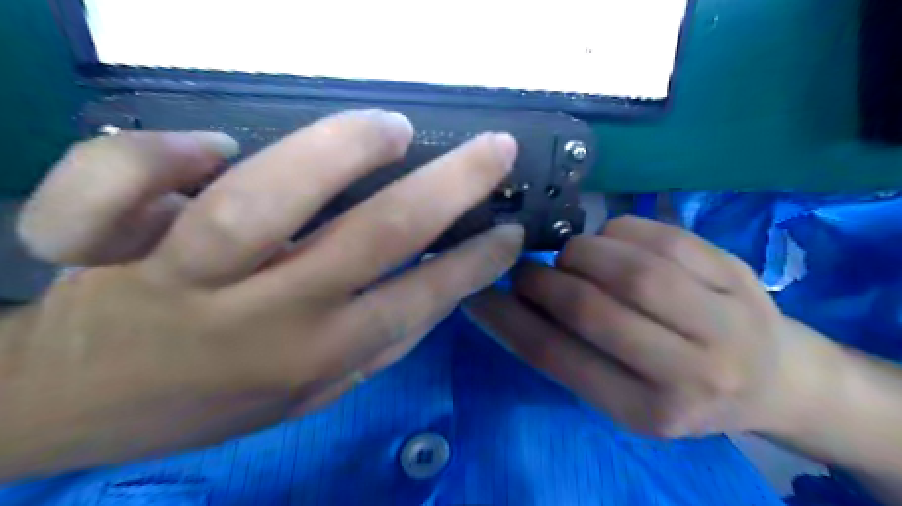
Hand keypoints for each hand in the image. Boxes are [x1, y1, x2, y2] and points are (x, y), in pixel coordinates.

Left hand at [0, 110, 520, 478]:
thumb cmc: (216, 399)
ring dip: (339, 150)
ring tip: (390, 128)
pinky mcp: (110, 247)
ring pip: (265, 201)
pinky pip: (120, 185)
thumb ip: (376, 346)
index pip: (421, 300)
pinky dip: (162, 152)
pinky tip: (211, 144)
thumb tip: (439, 295)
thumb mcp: (313, 394)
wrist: (87, 409)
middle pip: (373, 237)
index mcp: (321, 354)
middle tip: (493, 148)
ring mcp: (188, 278)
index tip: (511, 230)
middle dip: (449, 187)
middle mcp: (269, 315)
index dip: (475, 263)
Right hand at [465, 216, 830, 437]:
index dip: (507, 320)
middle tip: (526, 270)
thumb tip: (508, 303)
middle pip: (591, 308)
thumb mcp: (622, 395)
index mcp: (649, 412)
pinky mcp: (737, 271)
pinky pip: (661, 236)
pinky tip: (612, 242)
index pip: (558, 358)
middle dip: (543, 281)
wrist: (775, 379)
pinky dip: (619, 232)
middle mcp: (691, 371)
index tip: (476, 294)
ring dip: (581, 252)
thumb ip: (568, 354)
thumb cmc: (683, 392)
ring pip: (628, 267)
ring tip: (571, 257)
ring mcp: (724, 317)